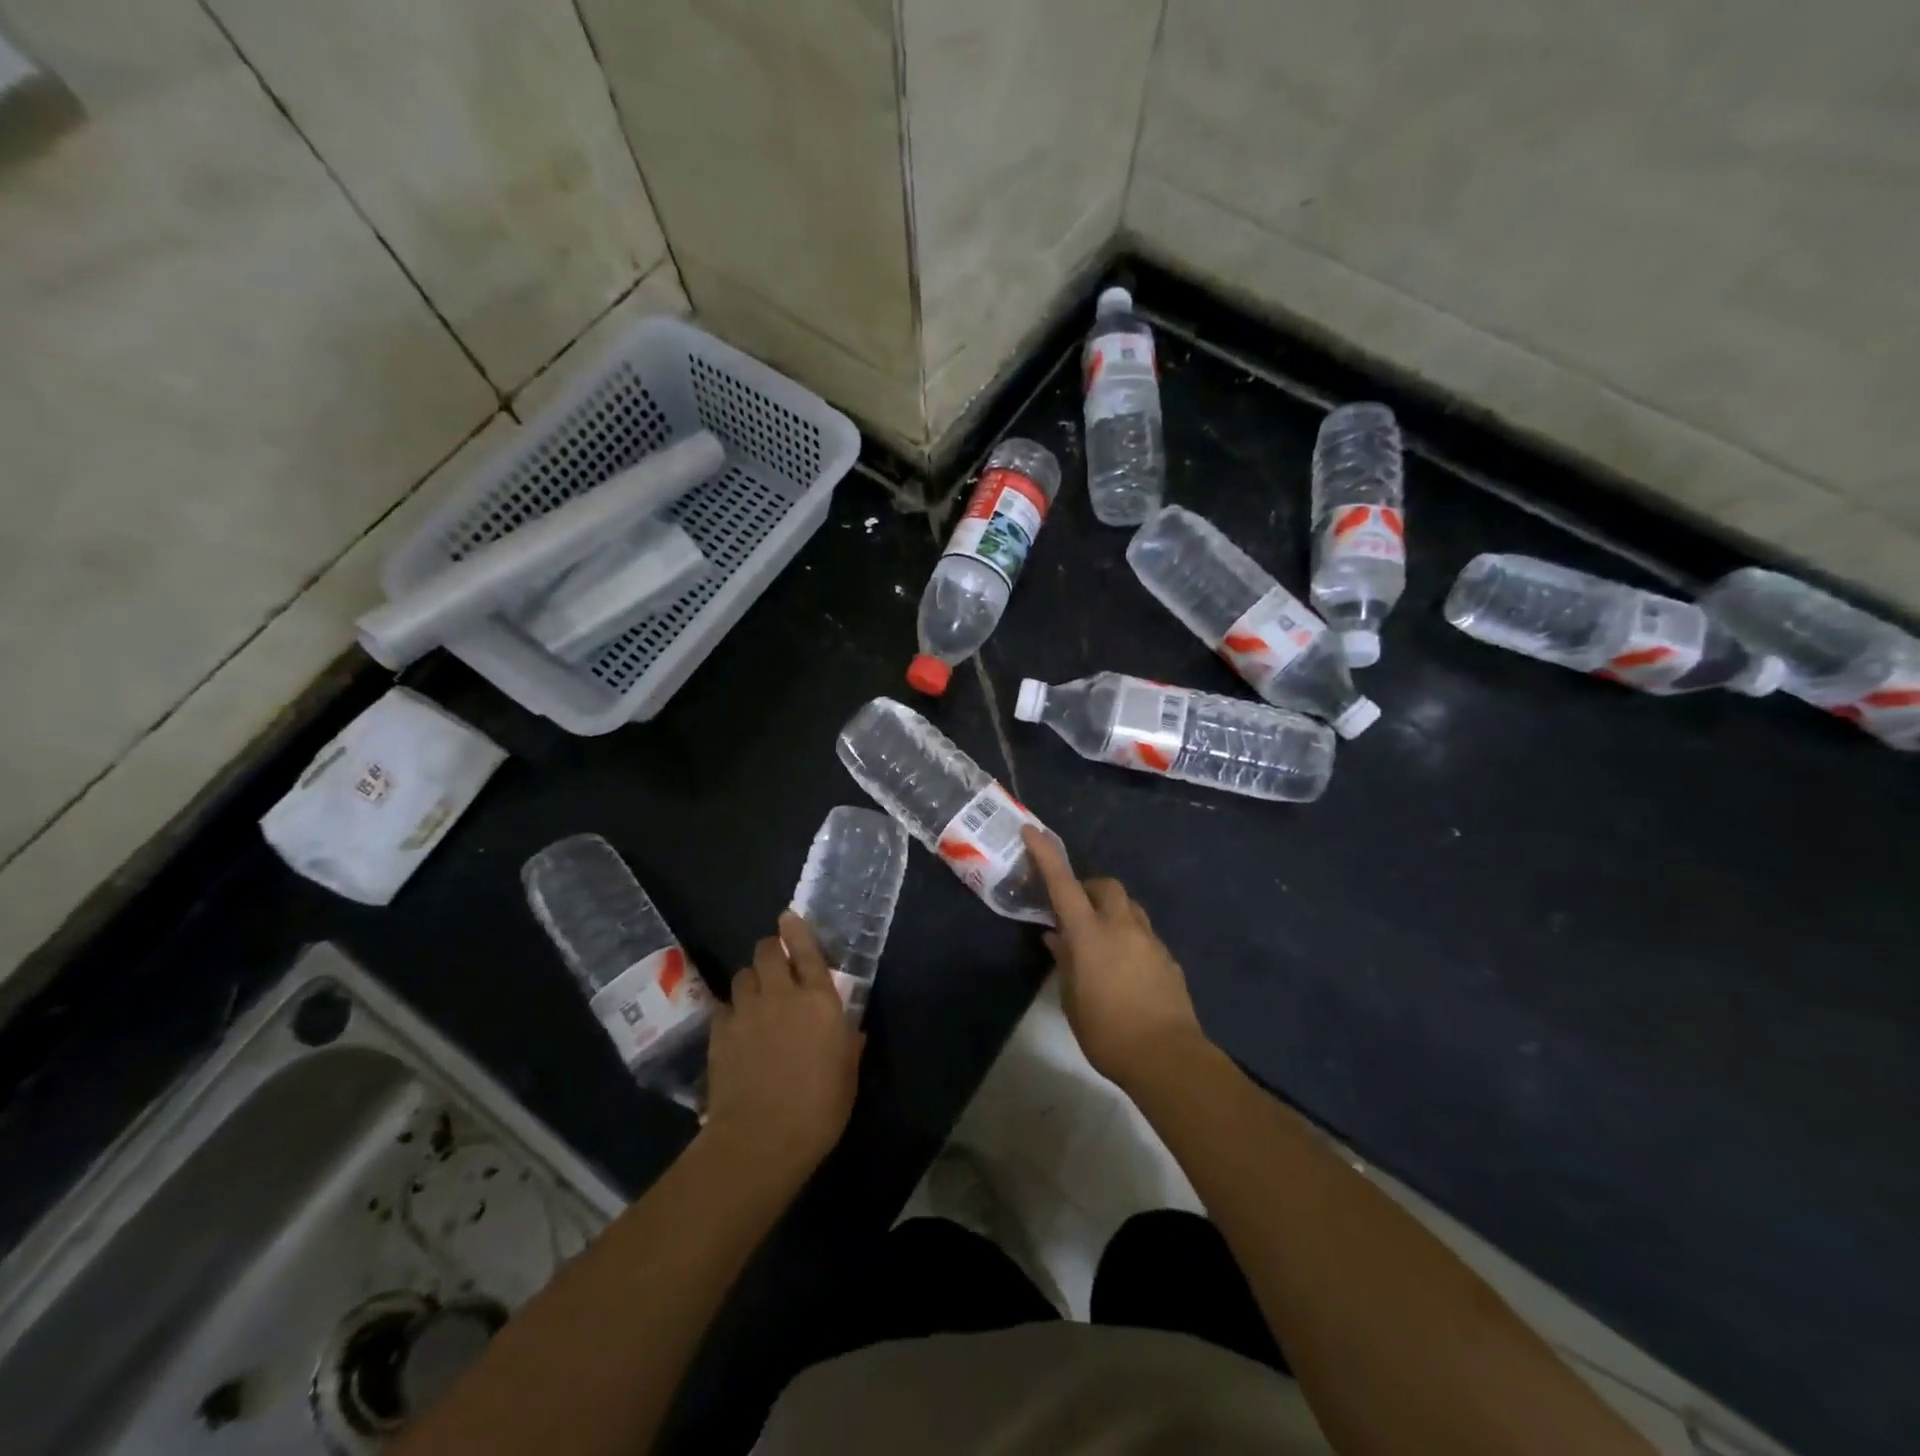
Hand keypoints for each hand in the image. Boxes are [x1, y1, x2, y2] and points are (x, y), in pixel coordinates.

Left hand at [703, 912, 863, 1181]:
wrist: (761, 1138)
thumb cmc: (818, 1109)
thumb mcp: (847, 1076)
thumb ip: (848, 1045)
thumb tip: (851, 1031)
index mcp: (820, 1001)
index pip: (807, 951)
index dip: (796, 931)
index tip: (788, 917)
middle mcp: (782, 995)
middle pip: (767, 952)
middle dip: (770, 950)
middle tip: (775, 961)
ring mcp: (747, 1011)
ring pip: (743, 974)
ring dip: (751, 978)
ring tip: (755, 993)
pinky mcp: (719, 1032)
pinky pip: (723, 1006)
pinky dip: (731, 1009)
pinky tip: (736, 1025)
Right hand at [1022, 827, 1207, 1089]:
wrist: (1168, 1057)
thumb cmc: (1108, 1032)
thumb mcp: (1072, 999)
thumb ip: (1065, 962)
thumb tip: (1057, 938)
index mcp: (1090, 934)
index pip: (1063, 884)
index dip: (1046, 855)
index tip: (1033, 831)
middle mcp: (1122, 927)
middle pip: (1106, 886)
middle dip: (1089, 888)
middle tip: (1074, 910)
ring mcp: (1150, 940)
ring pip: (1129, 907)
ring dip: (1110, 911)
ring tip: (1099, 939)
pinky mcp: (1168, 958)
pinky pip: (1144, 933)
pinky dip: (1129, 936)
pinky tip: (1123, 966)